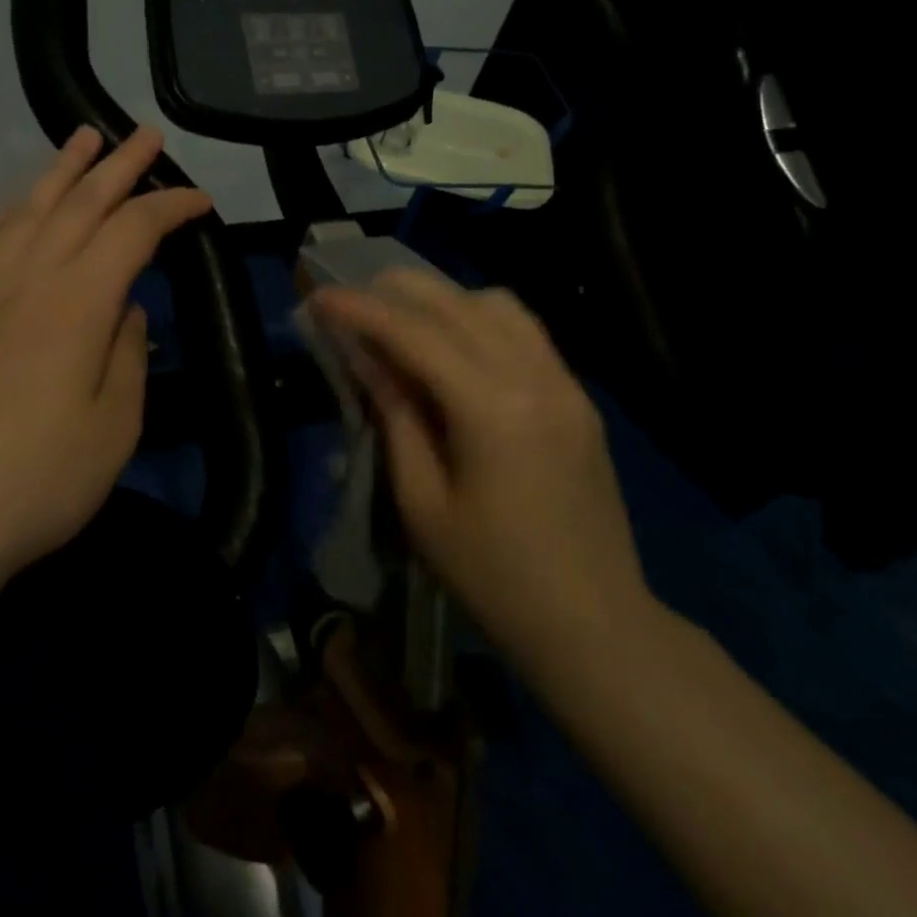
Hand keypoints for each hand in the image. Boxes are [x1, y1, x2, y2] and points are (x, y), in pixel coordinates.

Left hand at [0, 125, 211, 607]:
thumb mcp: (113, 429)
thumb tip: (126, 311)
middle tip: (146, 135)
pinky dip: (6, 213)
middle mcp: (28, 280)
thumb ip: (128, 356)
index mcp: (78, 304)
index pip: (133, 232)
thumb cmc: (36, 485)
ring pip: (27, 211)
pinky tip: (16, 206)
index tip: (202, 202)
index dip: (171, 208)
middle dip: (119, 165)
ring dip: (60, 172)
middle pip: (79, 203)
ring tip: (82, 140)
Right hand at [311, 270, 655, 672]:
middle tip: (352, 299)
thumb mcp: (423, 503)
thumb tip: (367, 359)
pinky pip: (526, 332)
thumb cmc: (494, 577)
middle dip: (397, 290)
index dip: (360, 310)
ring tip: (403, 319)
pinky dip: (481, 319)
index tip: (319, 298)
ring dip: (444, 300)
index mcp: (492, 408)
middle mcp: (534, 377)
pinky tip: (455, 346)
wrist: (596, 626)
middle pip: (457, 303)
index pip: (414, 333)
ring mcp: (566, 384)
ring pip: (499, 305)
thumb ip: (395, 417)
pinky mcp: (579, 398)